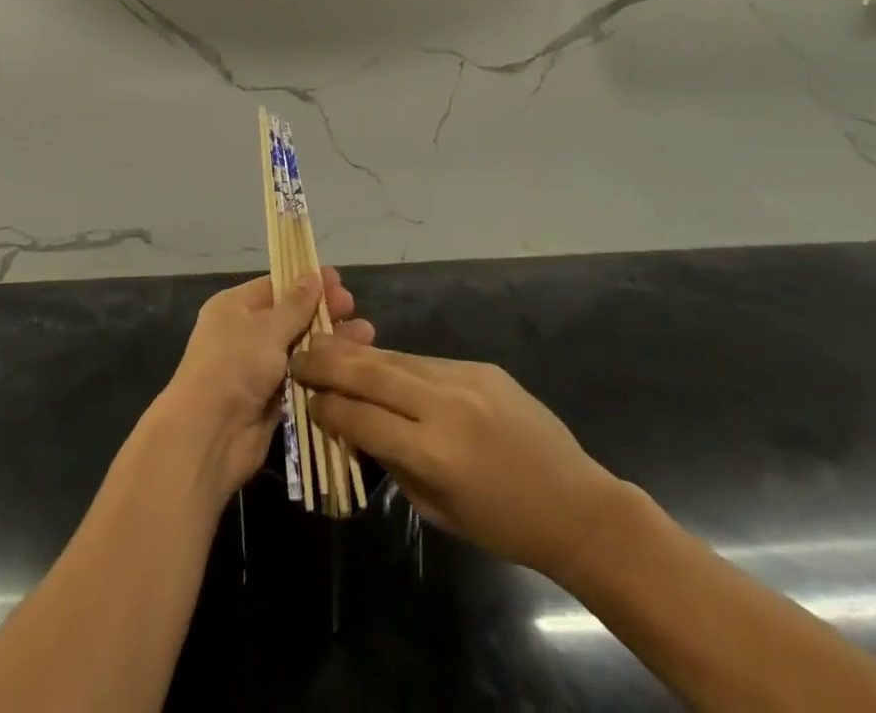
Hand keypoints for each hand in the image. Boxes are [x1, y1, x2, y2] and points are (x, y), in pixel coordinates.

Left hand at [155, 267, 374, 503]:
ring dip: (329, 343)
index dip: (307, 283)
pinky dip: (323, 373)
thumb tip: (311, 275)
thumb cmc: (235, 365)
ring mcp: (258, 368)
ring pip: (300, 349)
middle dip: (323, 312)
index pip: (276, 286)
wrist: (210, 434)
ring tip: (366, 336)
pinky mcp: (272, 400)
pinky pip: (301, 379)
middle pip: (291, 317)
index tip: (339, 281)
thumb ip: (295, 305)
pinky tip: (352, 367)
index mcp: (235, 307)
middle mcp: (245, 334)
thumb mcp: (267, 328)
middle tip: (355, 310)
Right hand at [292, 341, 623, 579]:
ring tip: (327, 348)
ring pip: (394, 358)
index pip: (361, 418)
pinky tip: (378, 365)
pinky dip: (395, 364)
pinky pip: (424, 361)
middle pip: (370, 372)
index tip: (304, 400)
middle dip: (327, 362)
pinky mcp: (479, 365)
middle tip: (298, 355)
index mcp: (434, 453)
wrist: (576, 505)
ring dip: (356, 355)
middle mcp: (444, 406)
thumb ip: (393, 463)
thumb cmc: (504, 526)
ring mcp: (463, 378)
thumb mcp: (438, 510)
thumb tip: (355, 427)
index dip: (327, 408)